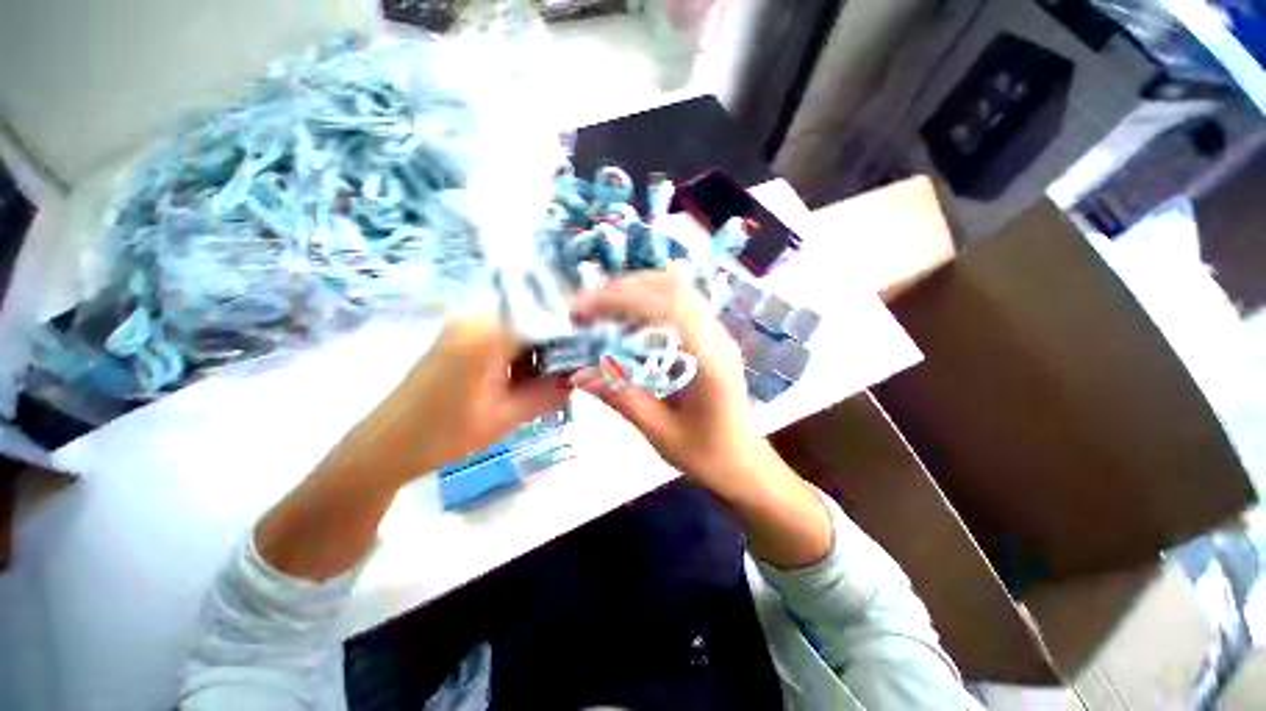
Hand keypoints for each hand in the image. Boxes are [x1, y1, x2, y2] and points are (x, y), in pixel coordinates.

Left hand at [321, 313, 571, 487]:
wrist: (384, 448)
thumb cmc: (443, 435)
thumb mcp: (507, 417)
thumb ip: (550, 394)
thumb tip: (582, 377)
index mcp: (487, 333)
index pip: (546, 322)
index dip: (572, 339)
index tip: (590, 359)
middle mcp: (477, 318)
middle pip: (534, 324)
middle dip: (555, 352)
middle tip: (570, 380)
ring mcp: (467, 326)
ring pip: (521, 333)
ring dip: (538, 358)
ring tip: (546, 387)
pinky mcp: (461, 338)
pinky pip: (504, 340)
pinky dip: (519, 360)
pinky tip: (521, 385)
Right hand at [571, 269, 771, 497]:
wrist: (744, 463)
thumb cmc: (707, 455)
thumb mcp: (660, 432)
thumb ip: (621, 398)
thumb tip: (577, 372)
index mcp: (711, 361)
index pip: (669, 308)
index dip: (624, 299)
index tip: (584, 311)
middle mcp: (717, 336)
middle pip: (673, 287)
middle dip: (624, 288)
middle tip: (588, 308)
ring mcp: (717, 333)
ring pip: (677, 289)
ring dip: (636, 291)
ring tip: (602, 310)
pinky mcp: (710, 336)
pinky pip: (679, 304)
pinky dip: (648, 302)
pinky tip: (627, 321)